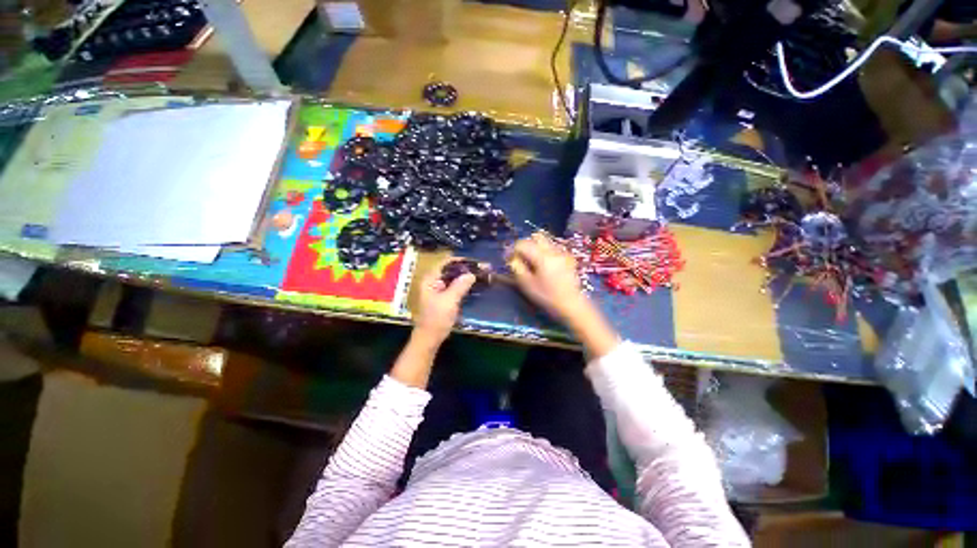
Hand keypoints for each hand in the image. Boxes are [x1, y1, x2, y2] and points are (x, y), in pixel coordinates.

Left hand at [412, 259, 476, 344]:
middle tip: (482, 268)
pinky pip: (455, 287)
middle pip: (451, 270)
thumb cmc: (437, 318)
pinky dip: (464, 285)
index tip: (475, 262)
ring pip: (454, 279)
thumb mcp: (449, 301)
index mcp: (430, 280)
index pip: (445, 263)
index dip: (460, 261)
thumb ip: (460, 286)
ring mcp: (438, 290)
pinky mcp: (444, 298)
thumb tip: (472, 274)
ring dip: (466, 277)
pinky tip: (475, 285)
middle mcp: (433, 282)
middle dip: (466, 269)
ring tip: (481, 274)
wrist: (430, 338)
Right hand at [510, 233, 619, 358]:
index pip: (523, 244)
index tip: (508, 259)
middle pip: (536, 237)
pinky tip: (543, 265)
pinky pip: (553, 248)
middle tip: (520, 257)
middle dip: (525, 244)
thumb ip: (517, 268)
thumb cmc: (547, 296)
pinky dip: (544, 251)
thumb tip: (512, 258)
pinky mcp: (567, 258)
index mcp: (542, 256)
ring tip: (531, 261)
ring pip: (545, 241)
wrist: (572, 304)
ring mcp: (562, 253)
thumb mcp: (527, 284)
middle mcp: (553, 250)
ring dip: (535, 247)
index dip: (513, 249)